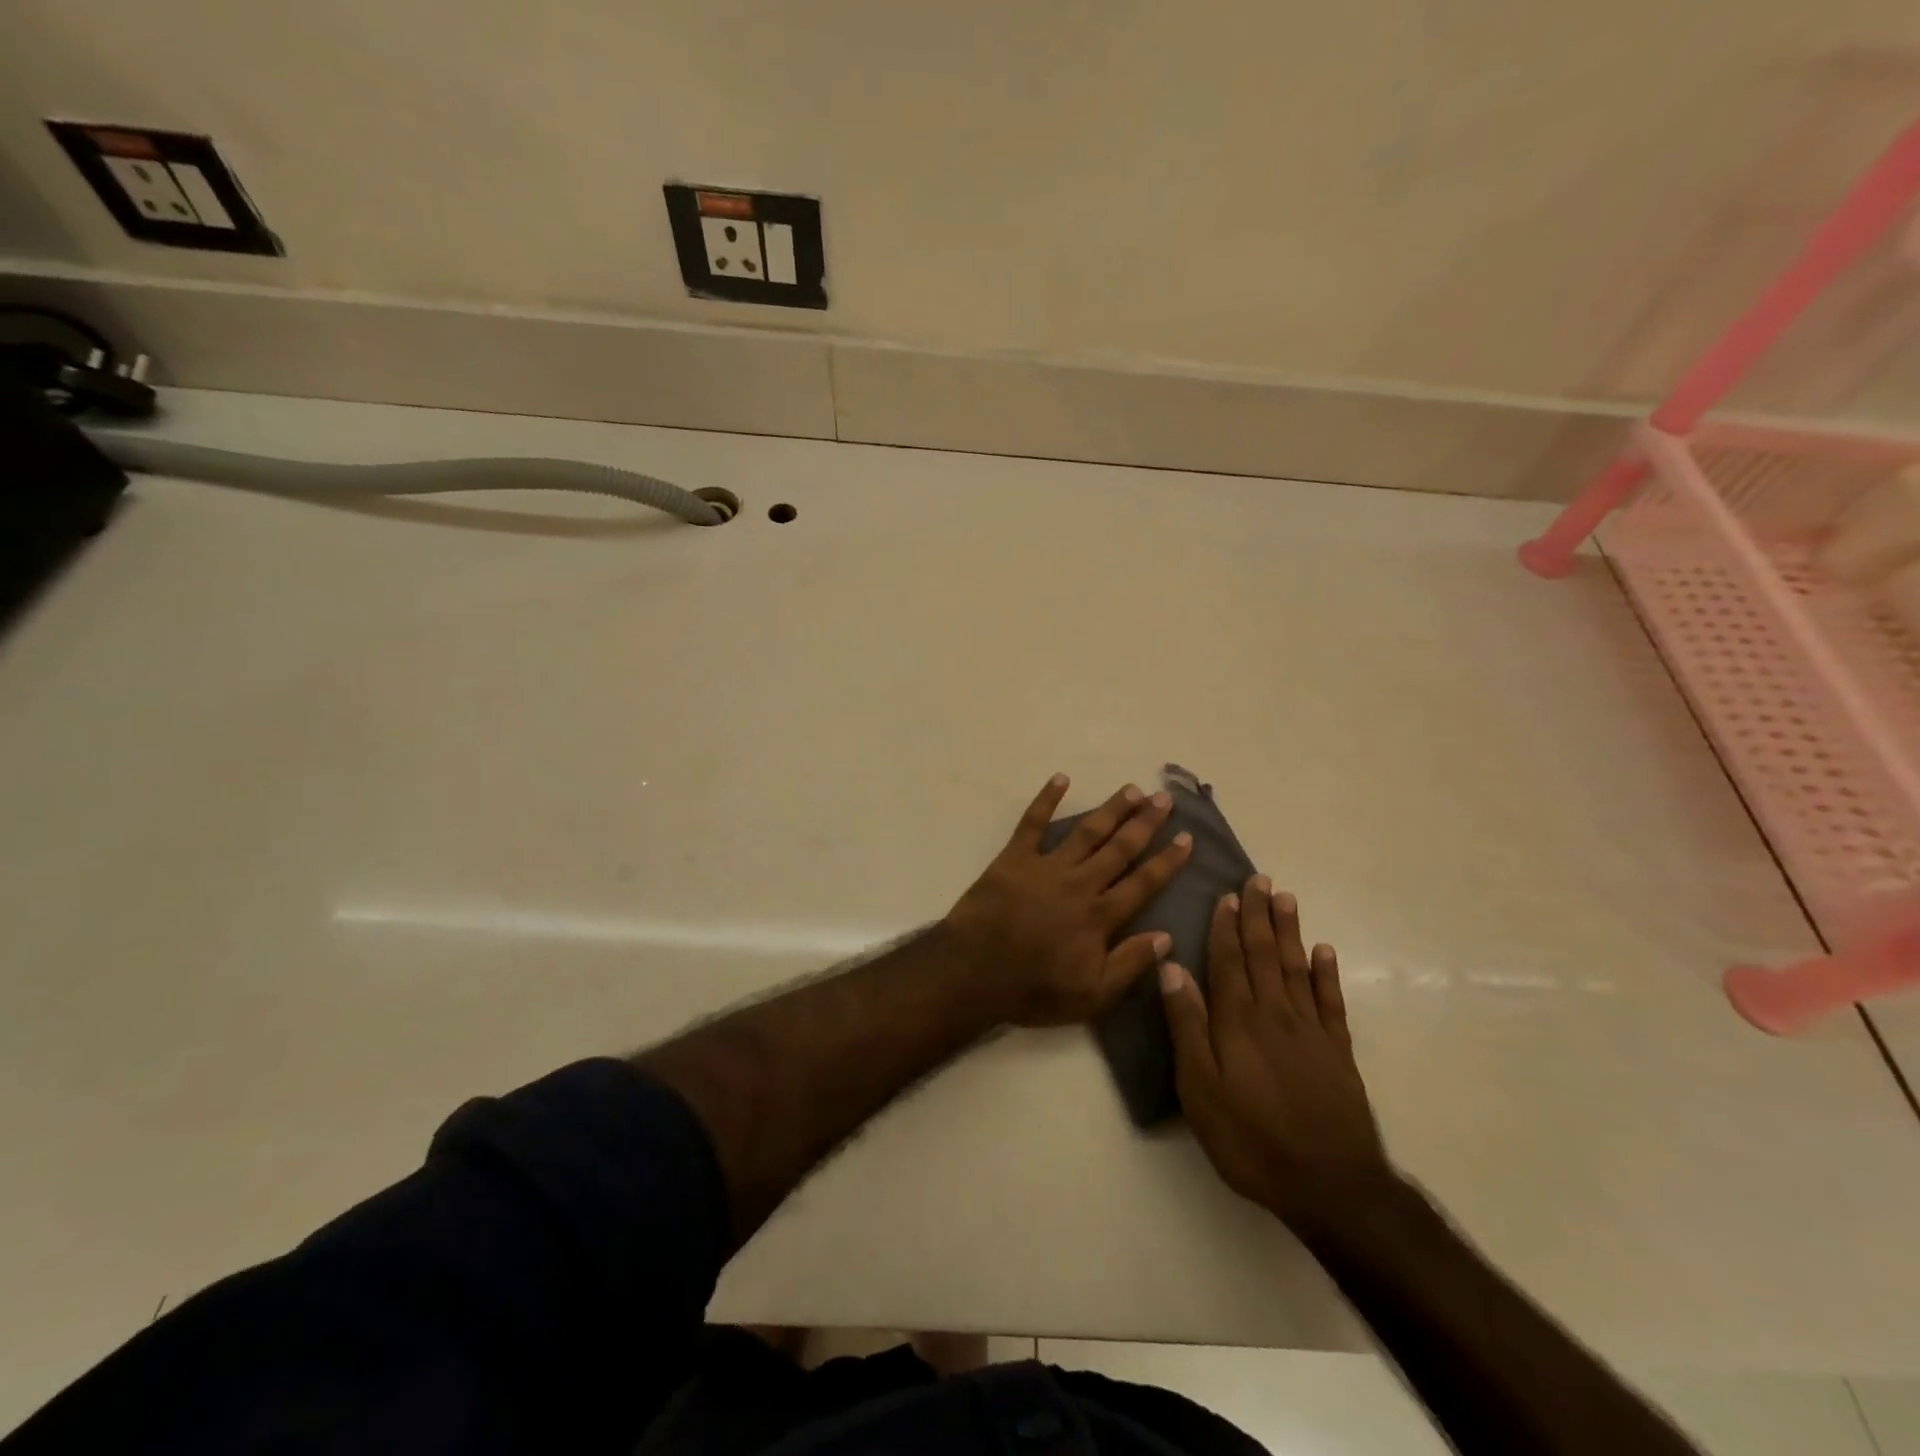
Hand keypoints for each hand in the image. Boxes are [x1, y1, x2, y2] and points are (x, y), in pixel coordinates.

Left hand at [944, 774, 1192, 1026]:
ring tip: (1131, 789)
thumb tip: (1167, 937)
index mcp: (1100, 916)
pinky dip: (1046, 799)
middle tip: (1164, 799)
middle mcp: (1080, 883)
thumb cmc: (1034, 989)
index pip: (1143, 883)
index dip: (1168, 860)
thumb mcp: (1091, 996)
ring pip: (1086, 831)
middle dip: (1145, 823)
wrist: (974, 973)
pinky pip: (1032, 822)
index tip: (1187, 837)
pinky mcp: (1014, 858)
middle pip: (1119, 848)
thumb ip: (1129, 964)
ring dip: (1110, 809)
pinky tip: (1060, 778)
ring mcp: (1046, 866)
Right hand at [1160, 877, 1394, 1230]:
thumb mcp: (1200, 1089)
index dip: (1225, 926)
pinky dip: (1327, 973)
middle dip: (1258, 915)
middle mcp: (1275, 1013)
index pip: (1229, 961)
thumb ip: (1187, 1025)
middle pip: (1264, 954)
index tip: (1227, 894)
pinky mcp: (1338, 1052)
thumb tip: (1172, 968)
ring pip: (1297, 967)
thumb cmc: (1250, 1139)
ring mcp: (1311, 1031)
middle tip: (1259, 879)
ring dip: (1290, 931)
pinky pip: (1331, 1001)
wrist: (1330, 1185)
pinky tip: (1324, 951)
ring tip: (1286, 897)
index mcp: (1238, 1020)